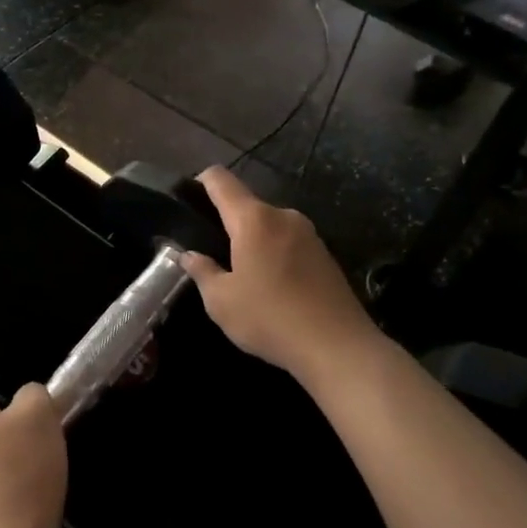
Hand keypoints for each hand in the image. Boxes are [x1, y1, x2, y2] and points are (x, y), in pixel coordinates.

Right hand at [180, 167, 378, 380]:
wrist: (338, 347)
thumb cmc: (271, 319)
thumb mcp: (221, 301)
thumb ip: (202, 271)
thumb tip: (190, 255)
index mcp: (253, 219)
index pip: (221, 180)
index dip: (200, 182)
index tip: (188, 201)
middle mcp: (283, 216)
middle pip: (246, 205)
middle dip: (227, 224)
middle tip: (211, 255)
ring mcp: (309, 233)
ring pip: (268, 226)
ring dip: (252, 242)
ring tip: (241, 276)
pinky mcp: (325, 253)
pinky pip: (288, 243)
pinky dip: (274, 255)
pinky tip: (272, 288)